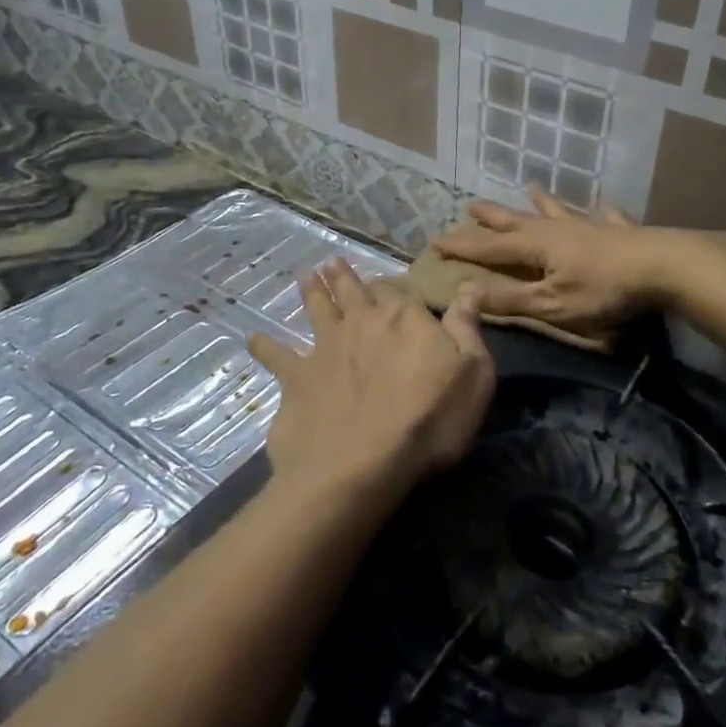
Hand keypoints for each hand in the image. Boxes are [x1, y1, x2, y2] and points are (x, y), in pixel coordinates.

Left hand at [247, 258, 494, 497]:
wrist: (360, 465)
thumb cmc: (429, 420)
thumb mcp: (473, 374)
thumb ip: (467, 327)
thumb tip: (468, 287)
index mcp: (404, 319)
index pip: (395, 292)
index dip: (389, 286)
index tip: (384, 282)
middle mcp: (361, 323)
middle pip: (352, 292)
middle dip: (344, 276)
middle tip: (333, 262)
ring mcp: (324, 348)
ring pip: (316, 310)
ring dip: (311, 291)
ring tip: (305, 276)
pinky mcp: (296, 378)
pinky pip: (276, 356)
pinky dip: (264, 346)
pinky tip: (252, 338)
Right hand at [433, 186, 665, 333]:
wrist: (662, 267)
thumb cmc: (603, 291)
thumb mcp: (551, 305)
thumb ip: (510, 300)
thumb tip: (464, 292)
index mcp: (536, 248)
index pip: (489, 247)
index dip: (462, 246)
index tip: (435, 239)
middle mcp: (557, 230)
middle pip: (516, 221)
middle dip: (490, 217)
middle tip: (469, 205)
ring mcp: (588, 226)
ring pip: (556, 211)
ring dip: (539, 202)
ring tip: (530, 188)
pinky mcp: (617, 230)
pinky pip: (602, 215)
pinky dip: (597, 209)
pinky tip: (602, 203)